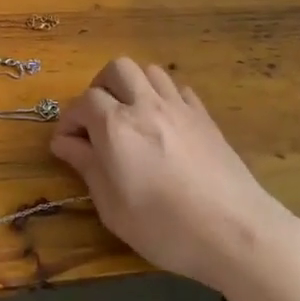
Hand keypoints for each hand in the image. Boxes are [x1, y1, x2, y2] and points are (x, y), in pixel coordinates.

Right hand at [50, 58, 298, 294]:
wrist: (235, 231)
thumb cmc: (164, 227)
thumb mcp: (112, 207)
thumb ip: (87, 166)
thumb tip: (64, 142)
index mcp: (117, 126)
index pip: (83, 102)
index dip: (70, 119)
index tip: (67, 143)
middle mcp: (146, 105)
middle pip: (117, 69)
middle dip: (100, 87)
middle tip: (97, 119)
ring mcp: (180, 107)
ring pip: (149, 71)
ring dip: (133, 86)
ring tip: (130, 116)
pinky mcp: (205, 117)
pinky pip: (178, 89)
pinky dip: (163, 97)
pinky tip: (163, 124)